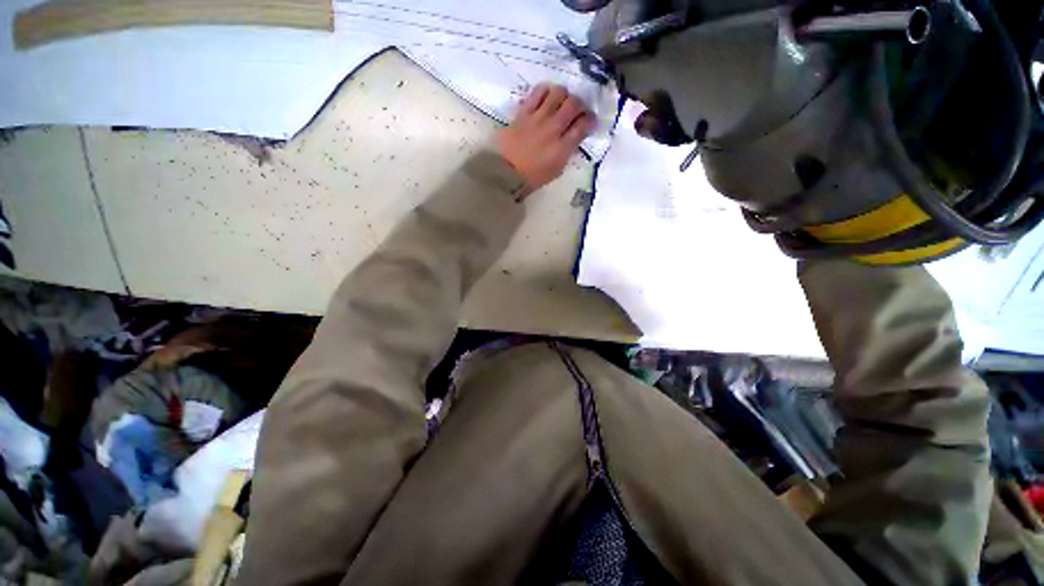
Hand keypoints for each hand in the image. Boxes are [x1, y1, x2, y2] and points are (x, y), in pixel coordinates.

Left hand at [496, 85, 592, 196]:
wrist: (505, 172)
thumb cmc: (532, 177)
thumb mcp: (556, 170)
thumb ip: (567, 152)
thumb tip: (574, 138)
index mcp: (562, 148)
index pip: (583, 125)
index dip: (590, 120)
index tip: (590, 122)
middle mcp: (553, 128)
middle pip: (573, 105)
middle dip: (580, 105)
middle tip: (578, 110)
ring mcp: (537, 118)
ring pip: (558, 93)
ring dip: (564, 95)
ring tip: (562, 101)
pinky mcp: (523, 112)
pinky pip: (538, 92)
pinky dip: (546, 91)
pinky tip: (546, 97)